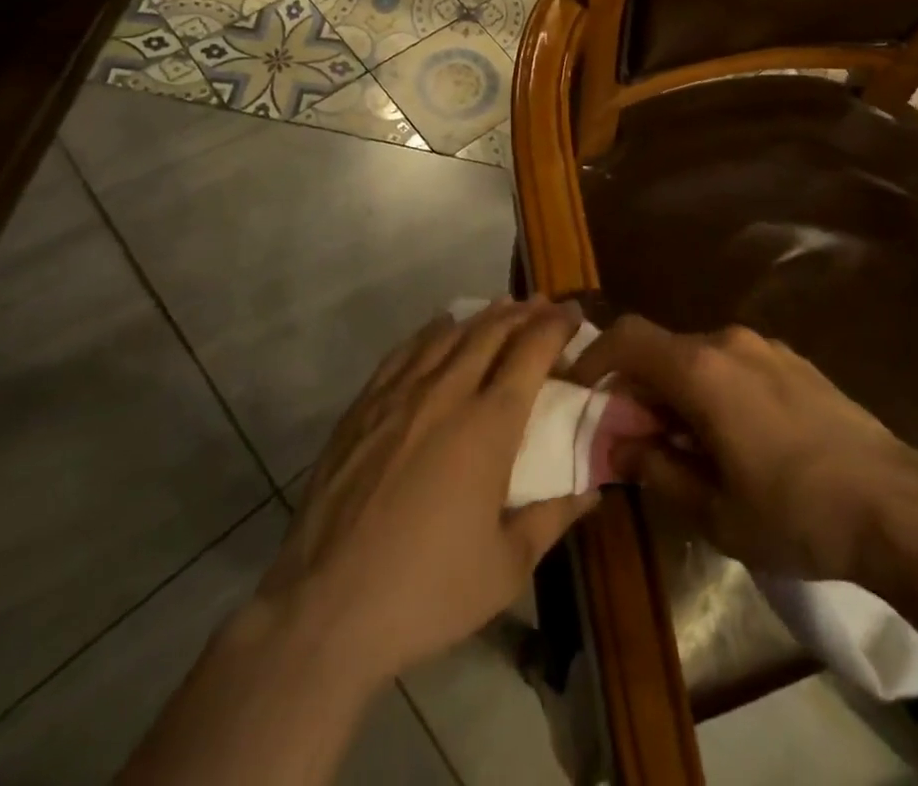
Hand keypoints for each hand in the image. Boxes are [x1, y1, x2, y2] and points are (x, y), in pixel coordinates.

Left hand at [260, 300, 596, 686]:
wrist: (324, 610)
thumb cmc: (427, 591)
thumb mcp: (507, 568)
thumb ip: (554, 518)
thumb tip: (593, 489)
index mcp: (489, 424)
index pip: (532, 351)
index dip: (557, 326)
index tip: (575, 315)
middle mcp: (447, 393)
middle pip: (492, 332)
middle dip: (524, 312)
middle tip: (544, 306)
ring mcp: (399, 395)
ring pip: (449, 334)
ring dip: (482, 317)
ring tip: (503, 309)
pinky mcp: (363, 406)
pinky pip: (405, 351)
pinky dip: (433, 332)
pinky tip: (441, 330)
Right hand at [569, 316, 917, 583]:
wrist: (895, 502)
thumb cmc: (796, 512)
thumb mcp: (715, 510)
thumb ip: (657, 470)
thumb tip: (618, 447)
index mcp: (701, 370)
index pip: (627, 339)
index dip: (594, 359)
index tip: (577, 392)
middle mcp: (728, 342)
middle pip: (661, 348)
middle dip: (635, 386)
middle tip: (628, 437)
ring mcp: (764, 347)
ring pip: (697, 357)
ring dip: (674, 390)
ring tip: (680, 443)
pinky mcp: (791, 360)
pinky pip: (731, 363)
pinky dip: (709, 388)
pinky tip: (728, 436)